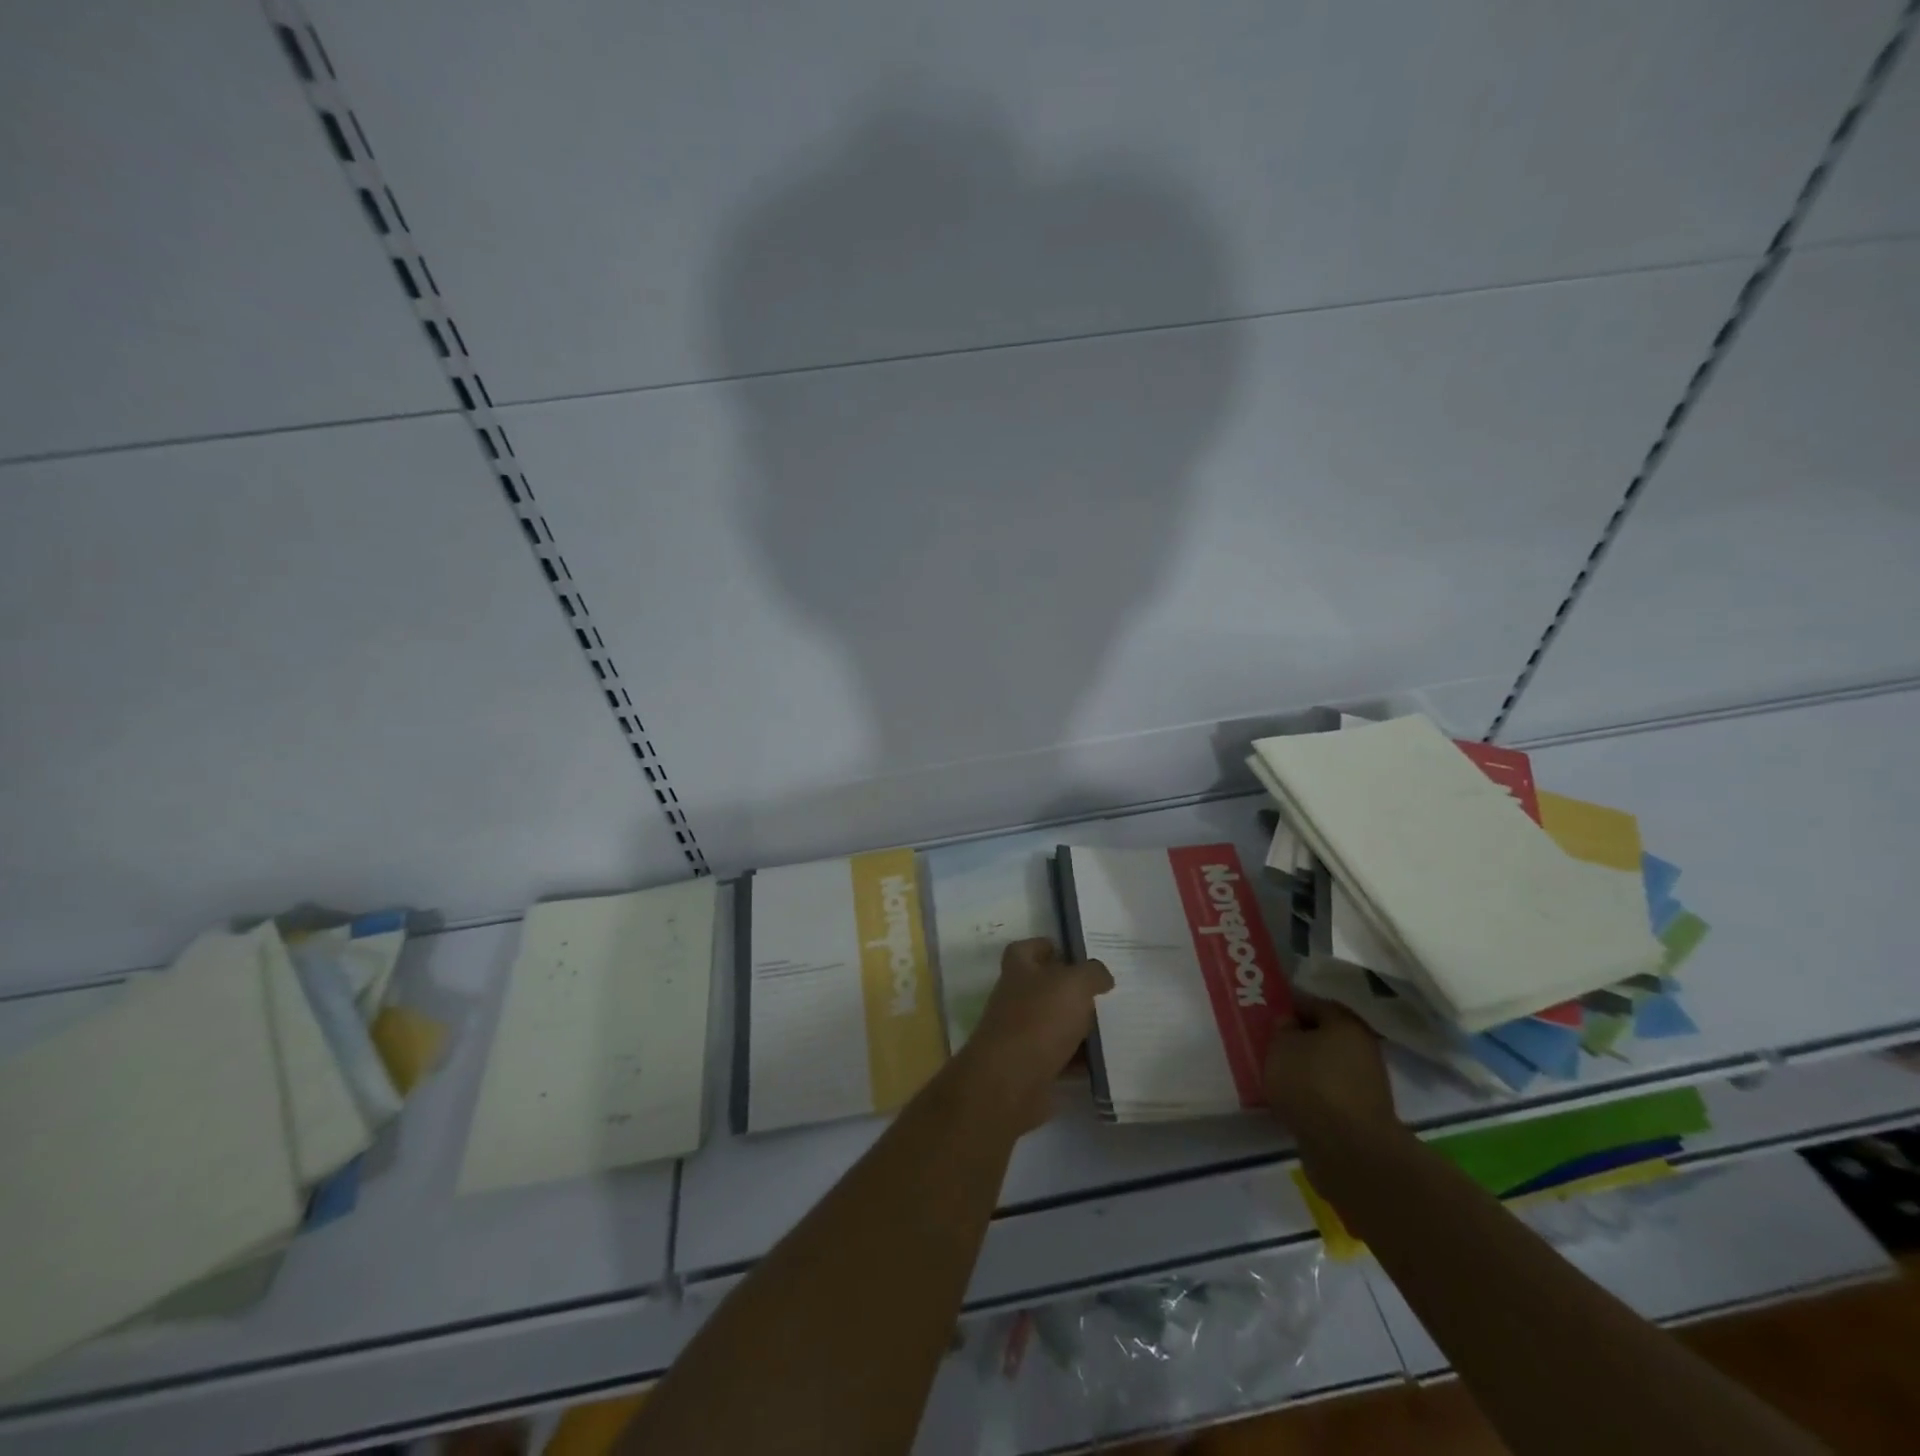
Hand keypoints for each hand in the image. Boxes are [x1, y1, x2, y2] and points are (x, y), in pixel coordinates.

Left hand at [954, 938, 1112, 1133]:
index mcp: (1018, 970)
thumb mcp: (1074, 984)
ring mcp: (1019, 1035)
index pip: (1025, 949)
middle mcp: (1014, 999)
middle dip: (1069, 990)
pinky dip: (1078, 1060)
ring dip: (1076, 1025)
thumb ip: (1091, 973)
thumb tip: (1101, 975)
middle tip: (1101, 992)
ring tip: (1110, 1025)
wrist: (1010, 1081)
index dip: (1045, 946)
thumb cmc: (1039, 1019)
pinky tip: (1103, 1061)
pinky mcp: (1029, 1067)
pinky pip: (1059, 1058)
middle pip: (1042, 987)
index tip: (1072, 953)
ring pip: (1052, 1023)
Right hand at [1263, 989, 1400, 1176]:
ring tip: (1278, 1075)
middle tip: (1272, 1045)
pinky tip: (1295, 1101)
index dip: (1290, 1007)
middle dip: (1300, 1039)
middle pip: (1325, 1036)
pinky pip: (1332, 1093)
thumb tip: (1290, 1024)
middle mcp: (1363, 1048)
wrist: (1348, 1149)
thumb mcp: (1281, 1046)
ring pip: (1329, 1066)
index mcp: (1346, 1023)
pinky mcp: (1363, 1114)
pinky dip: (1315, 1094)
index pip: (1315, 1004)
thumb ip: (1282, 1029)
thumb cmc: (1311, 1084)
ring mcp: (1367, 1084)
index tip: (1269, 1017)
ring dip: (1307, 1069)